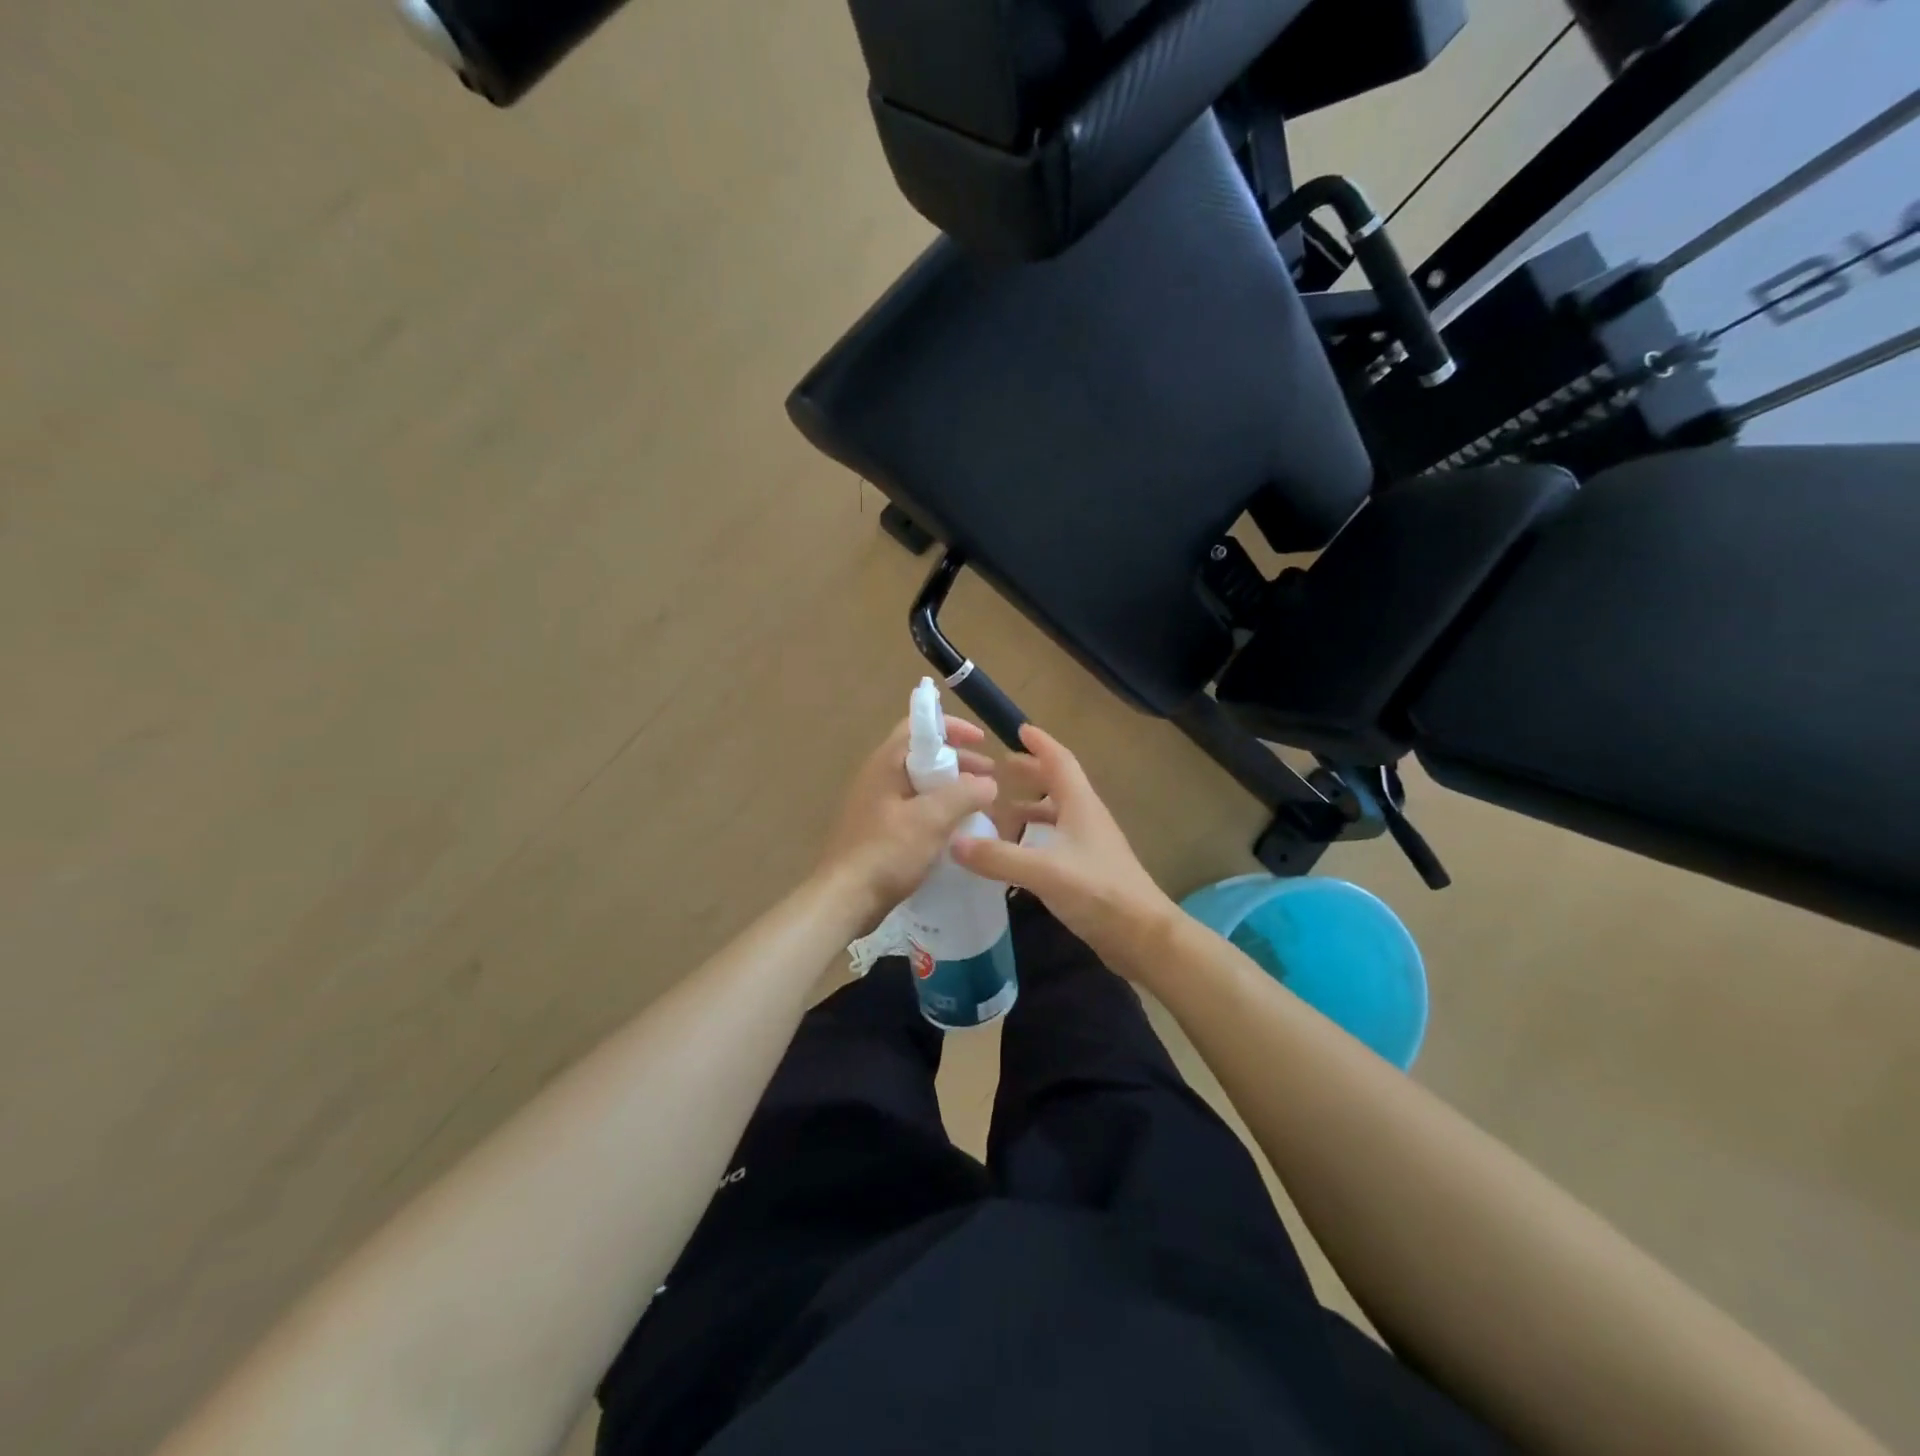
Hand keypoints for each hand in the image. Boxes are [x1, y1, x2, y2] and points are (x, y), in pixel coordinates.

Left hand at [817, 715, 998, 931]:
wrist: (845, 898)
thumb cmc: (887, 851)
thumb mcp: (932, 818)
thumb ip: (964, 794)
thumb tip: (988, 783)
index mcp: (886, 763)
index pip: (918, 726)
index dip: (951, 727)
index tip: (981, 741)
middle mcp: (878, 777)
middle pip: (922, 755)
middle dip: (959, 762)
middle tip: (989, 778)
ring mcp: (876, 805)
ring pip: (920, 785)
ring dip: (951, 789)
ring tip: (979, 805)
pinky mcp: (878, 830)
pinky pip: (913, 809)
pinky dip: (938, 811)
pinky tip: (956, 830)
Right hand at [952, 725, 1176, 975]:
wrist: (1142, 937)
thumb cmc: (1098, 891)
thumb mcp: (1044, 871)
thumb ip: (998, 857)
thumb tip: (953, 841)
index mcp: (1081, 805)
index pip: (1060, 761)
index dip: (1040, 744)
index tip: (1018, 729)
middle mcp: (1086, 819)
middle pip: (1057, 785)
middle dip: (1029, 774)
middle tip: (997, 771)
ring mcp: (1089, 846)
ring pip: (1055, 816)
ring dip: (1029, 809)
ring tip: (997, 812)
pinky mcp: (1087, 871)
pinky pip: (1054, 843)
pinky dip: (1032, 839)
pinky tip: (1014, 854)